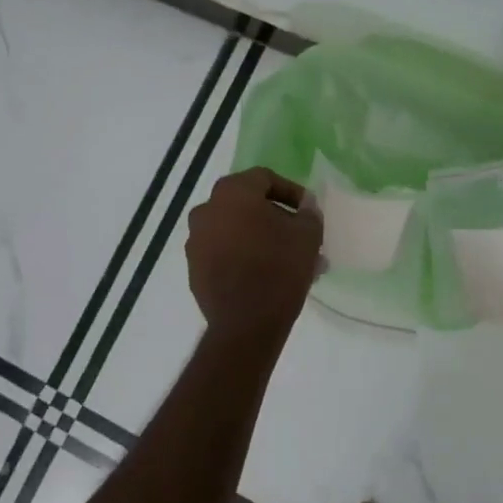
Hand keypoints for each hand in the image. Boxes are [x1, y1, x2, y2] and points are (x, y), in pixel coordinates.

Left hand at [186, 168, 322, 336]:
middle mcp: (206, 210)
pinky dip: (243, 256)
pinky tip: (266, 275)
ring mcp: (196, 240)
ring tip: (288, 261)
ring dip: (261, 239)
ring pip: (236, 231)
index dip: (291, 192)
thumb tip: (305, 206)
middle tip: (299, 237)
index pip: (265, 179)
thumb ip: (308, 213)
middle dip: (276, 219)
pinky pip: (223, 253)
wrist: (246, 324)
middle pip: (248, 205)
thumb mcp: (307, 236)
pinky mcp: (194, 268)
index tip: (308, 211)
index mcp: (232, 192)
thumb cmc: (279, 269)